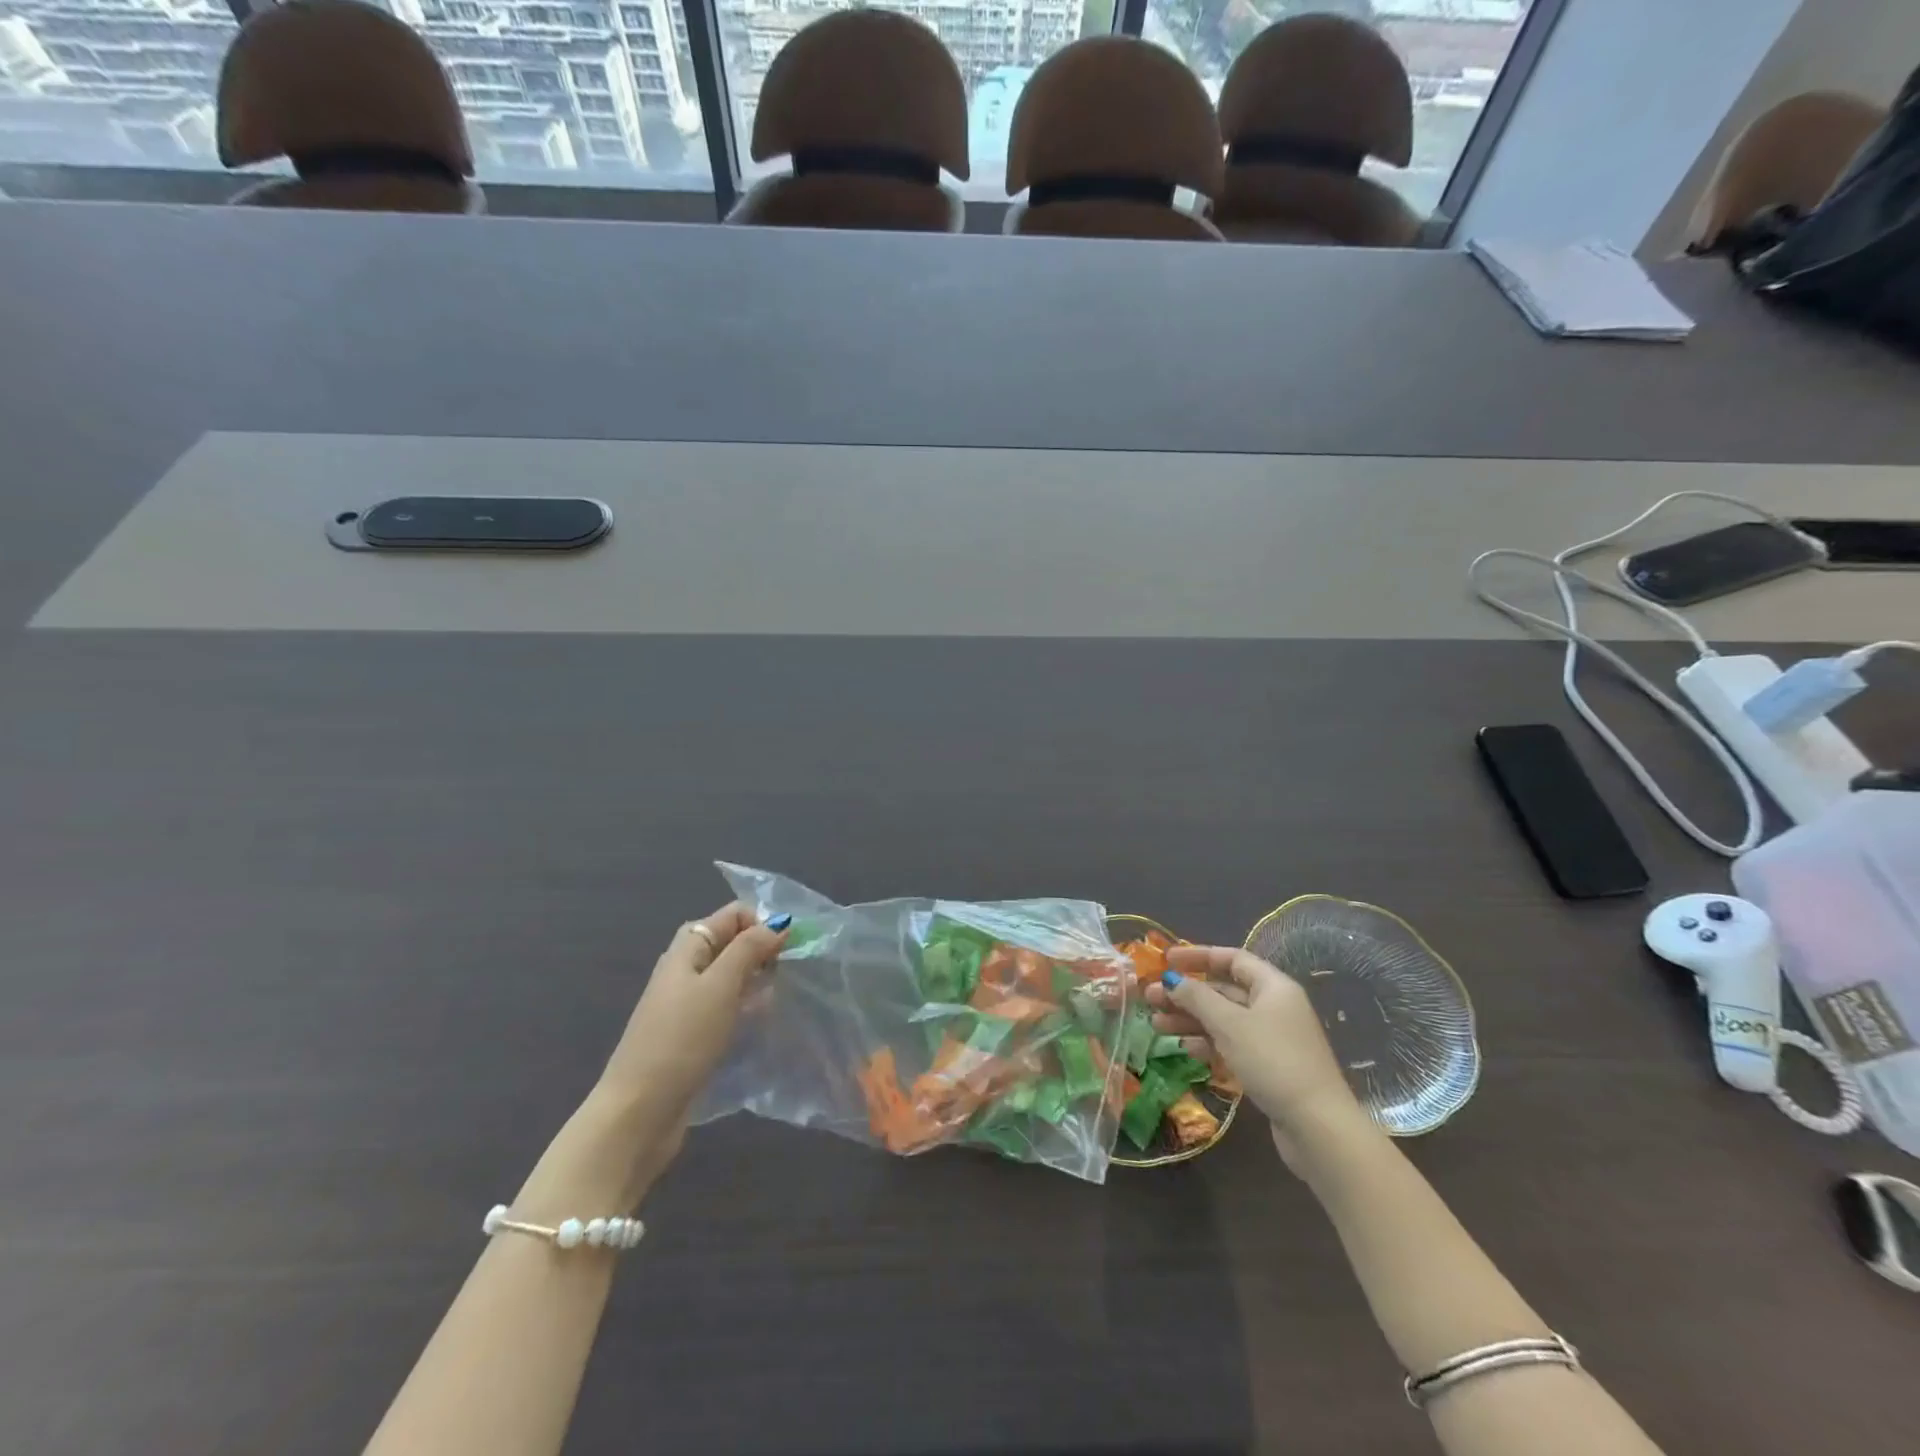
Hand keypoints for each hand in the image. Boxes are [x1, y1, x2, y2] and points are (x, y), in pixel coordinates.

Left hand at [594, 902, 789, 1170]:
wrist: (639, 1113)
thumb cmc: (681, 1040)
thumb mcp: (719, 987)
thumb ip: (749, 949)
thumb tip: (779, 923)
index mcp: (687, 950)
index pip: (731, 915)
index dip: (760, 923)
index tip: (786, 950)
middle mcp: (684, 970)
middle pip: (730, 943)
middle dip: (761, 950)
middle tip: (785, 973)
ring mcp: (685, 1004)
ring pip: (729, 976)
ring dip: (756, 980)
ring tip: (779, 997)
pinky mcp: (691, 1035)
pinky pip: (725, 1006)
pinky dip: (745, 1007)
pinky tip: (761, 1022)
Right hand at [1147, 945, 1366, 1169]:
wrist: (1317, 1126)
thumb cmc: (1273, 1061)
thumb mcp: (1229, 1024)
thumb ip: (1197, 997)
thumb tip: (1172, 980)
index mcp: (1273, 987)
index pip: (1232, 958)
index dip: (1198, 956)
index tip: (1166, 961)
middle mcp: (1274, 1007)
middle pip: (1224, 990)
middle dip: (1186, 993)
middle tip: (1150, 998)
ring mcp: (1272, 1038)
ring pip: (1224, 1019)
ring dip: (1190, 1019)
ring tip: (1157, 1025)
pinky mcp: (1268, 1066)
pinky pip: (1231, 1044)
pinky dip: (1208, 1042)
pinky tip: (1185, 1048)